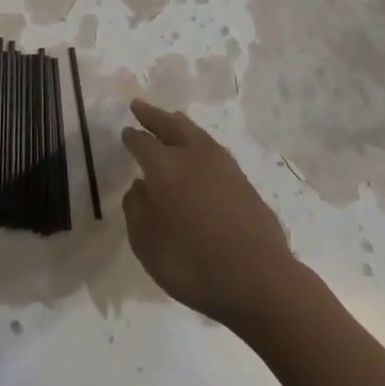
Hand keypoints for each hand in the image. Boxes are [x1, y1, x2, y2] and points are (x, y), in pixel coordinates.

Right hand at [122, 98, 297, 328]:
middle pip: (171, 126)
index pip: (142, 143)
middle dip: (154, 116)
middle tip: (139, 106)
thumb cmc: (193, 263)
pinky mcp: (244, 183)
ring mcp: (223, 167)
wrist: (259, 279)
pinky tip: (201, 153)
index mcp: (164, 167)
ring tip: (172, 119)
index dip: (132, 137)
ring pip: (196, 134)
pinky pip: (215, 151)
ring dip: (180, 125)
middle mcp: (193, 157)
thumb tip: (139, 187)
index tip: (125, 132)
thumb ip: (136, 210)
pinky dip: (201, 144)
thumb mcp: (147, 243)